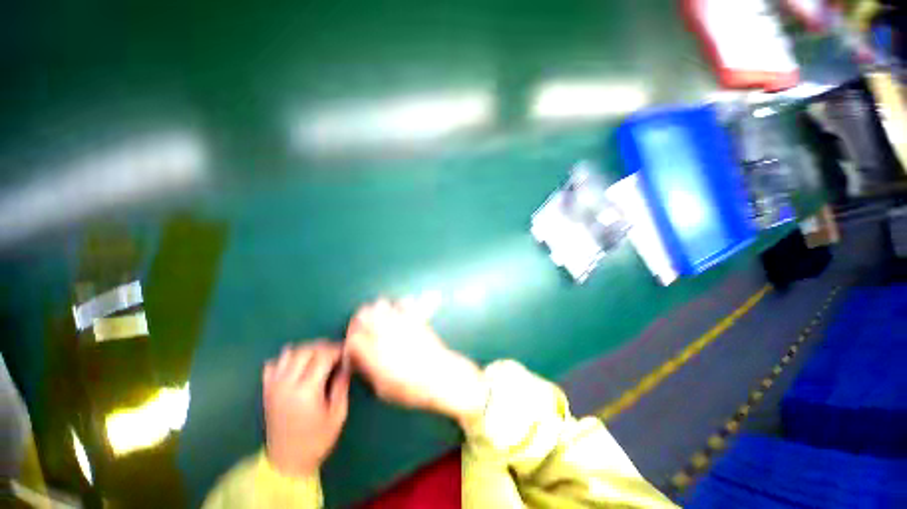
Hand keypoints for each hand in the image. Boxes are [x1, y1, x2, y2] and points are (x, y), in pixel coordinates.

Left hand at [263, 341, 349, 476]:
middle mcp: (287, 383)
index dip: (337, 349)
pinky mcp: (266, 390)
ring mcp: (274, 386)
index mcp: (307, 390)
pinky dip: (286, 358)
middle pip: (306, 350)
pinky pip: (274, 363)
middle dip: (324, 346)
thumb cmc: (317, 440)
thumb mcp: (338, 414)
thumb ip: (341, 385)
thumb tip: (346, 363)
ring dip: (306, 349)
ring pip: (289, 352)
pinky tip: (297, 364)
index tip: (347, 351)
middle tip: (336, 352)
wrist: (287, 462)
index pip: (323, 356)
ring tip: (319, 356)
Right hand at [345, 299, 485, 426]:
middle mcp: (385, 332)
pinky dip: (398, 305)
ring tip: (380, 320)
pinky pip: (403, 301)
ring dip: (376, 310)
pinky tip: (399, 315)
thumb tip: (357, 357)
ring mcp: (401, 322)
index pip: (352, 336)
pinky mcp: (415, 317)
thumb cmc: (411, 389)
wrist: (440, 376)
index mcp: (374, 352)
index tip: (354, 346)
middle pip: (363, 313)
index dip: (350, 340)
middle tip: (363, 330)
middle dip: (359, 321)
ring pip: (380, 303)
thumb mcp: (382, 389)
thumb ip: (367, 369)